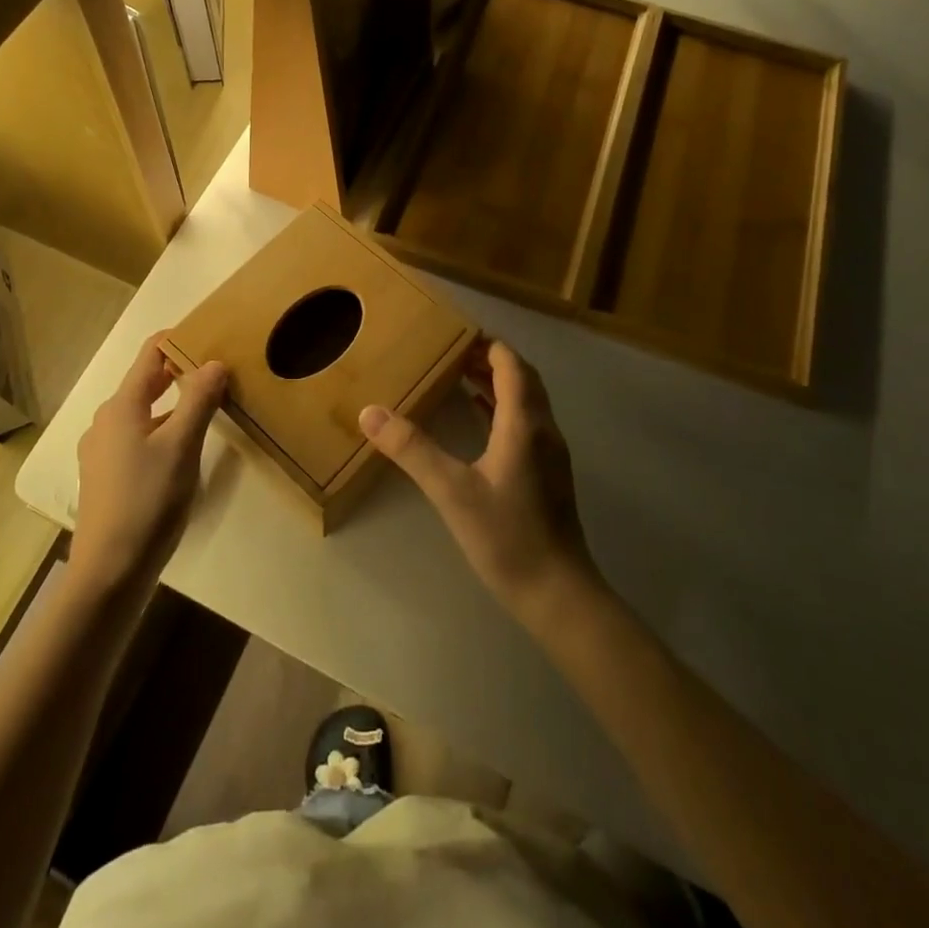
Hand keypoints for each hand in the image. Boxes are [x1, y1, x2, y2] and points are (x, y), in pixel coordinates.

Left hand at [71, 339, 227, 596]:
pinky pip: (140, 437)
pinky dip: (164, 429)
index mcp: (122, 406)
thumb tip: (214, 362)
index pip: (150, 353)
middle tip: (220, 370)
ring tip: (210, 407)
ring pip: (144, 412)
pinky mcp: (108, 476)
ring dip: (175, 403)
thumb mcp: (181, 447)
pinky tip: (185, 448)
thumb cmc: (147, 501)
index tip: (213, 334)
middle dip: (181, 371)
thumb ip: (198, 400)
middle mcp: (107, 420)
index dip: (179, 339)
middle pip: (147, 382)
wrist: (109, 572)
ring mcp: (104, 450)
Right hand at [359, 339, 600, 623]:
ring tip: (459, 375)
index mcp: (524, 423)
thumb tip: (370, 412)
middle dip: (489, 359)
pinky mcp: (548, 474)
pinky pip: (526, 422)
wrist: (558, 594)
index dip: (486, 344)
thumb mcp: (451, 491)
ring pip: (526, 400)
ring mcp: (550, 453)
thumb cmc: (507, 537)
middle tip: (450, 352)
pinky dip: (502, 408)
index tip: (453, 333)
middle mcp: (543, 429)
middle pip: (522, 377)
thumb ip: (412, 449)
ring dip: (497, 382)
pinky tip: (478, 419)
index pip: (511, 364)